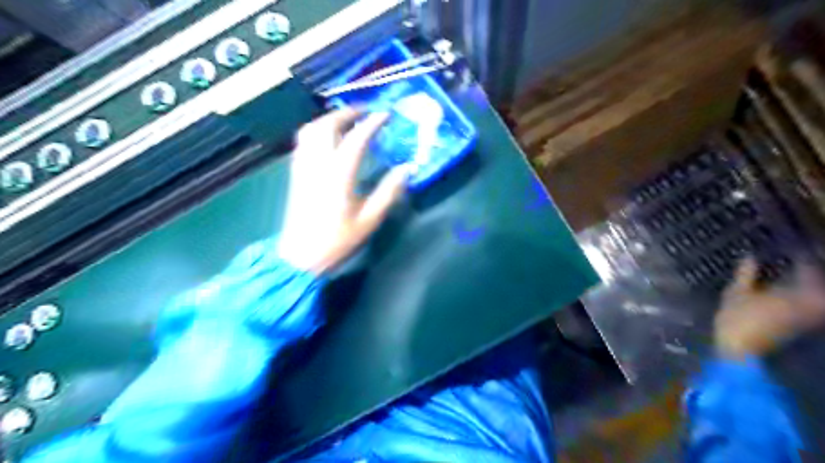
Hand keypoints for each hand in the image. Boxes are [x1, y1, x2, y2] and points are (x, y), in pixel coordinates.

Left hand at [277, 107, 408, 275]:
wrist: (301, 256)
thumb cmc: (337, 240)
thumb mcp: (369, 220)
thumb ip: (388, 192)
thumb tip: (406, 169)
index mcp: (339, 175)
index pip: (356, 139)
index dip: (372, 123)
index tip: (386, 114)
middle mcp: (318, 164)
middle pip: (328, 126)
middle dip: (347, 113)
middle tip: (366, 111)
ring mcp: (304, 167)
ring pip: (311, 130)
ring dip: (330, 119)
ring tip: (348, 120)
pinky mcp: (296, 173)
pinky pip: (304, 142)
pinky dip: (318, 130)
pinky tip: (329, 137)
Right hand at [713, 260, 823, 358]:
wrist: (740, 351)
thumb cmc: (736, 319)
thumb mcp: (735, 293)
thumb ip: (745, 275)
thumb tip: (750, 256)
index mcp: (792, 294)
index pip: (807, 272)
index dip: (804, 260)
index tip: (799, 251)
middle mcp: (806, 304)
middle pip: (818, 287)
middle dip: (812, 275)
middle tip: (802, 265)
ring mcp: (806, 318)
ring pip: (817, 299)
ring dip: (810, 288)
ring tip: (800, 280)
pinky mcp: (800, 328)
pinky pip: (811, 309)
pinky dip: (807, 301)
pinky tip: (793, 297)